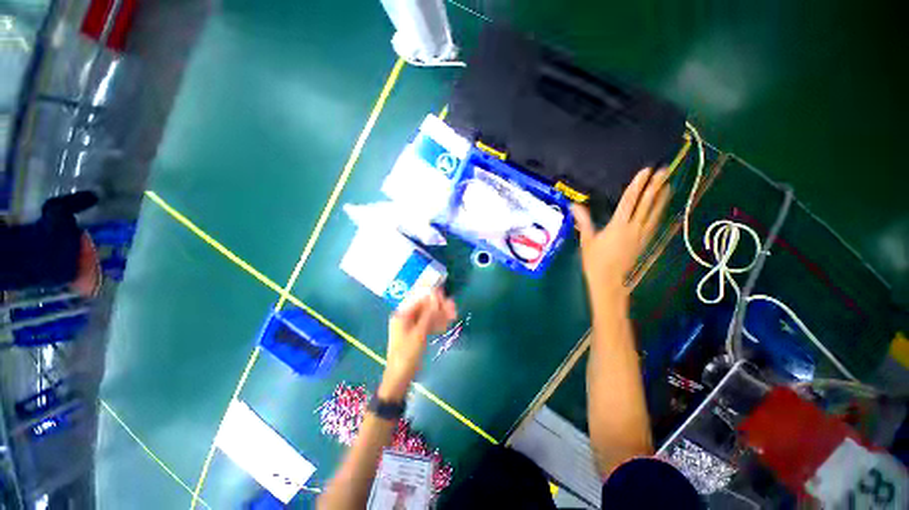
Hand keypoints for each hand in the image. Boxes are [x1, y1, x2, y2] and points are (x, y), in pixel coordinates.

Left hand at [379, 289, 456, 400]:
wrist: (400, 378)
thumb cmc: (407, 354)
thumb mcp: (419, 333)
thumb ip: (429, 314)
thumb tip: (436, 297)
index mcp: (402, 314)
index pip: (419, 300)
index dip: (433, 297)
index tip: (446, 299)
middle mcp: (406, 317)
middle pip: (425, 307)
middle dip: (439, 307)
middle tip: (453, 309)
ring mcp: (411, 326)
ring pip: (428, 316)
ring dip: (440, 315)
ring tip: (453, 316)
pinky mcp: (416, 334)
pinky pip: (427, 324)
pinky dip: (436, 324)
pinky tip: (446, 325)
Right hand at [572, 168, 670, 296]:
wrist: (610, 282)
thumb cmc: (595, 261)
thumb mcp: (587, 240)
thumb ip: (583, 221)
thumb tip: (575, 205)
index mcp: (618, 227)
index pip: (629, 201)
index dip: (637, 185)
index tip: (646, 171)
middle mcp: (634, 229)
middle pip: (646, 204)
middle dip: (655, 186)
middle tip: (665, 170)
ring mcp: (642, 236)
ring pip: (654, 213)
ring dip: (662, 198)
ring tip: (669, 184)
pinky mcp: (645, 243)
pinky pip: (654, 224)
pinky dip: (660, 213)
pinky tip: (662, 208)